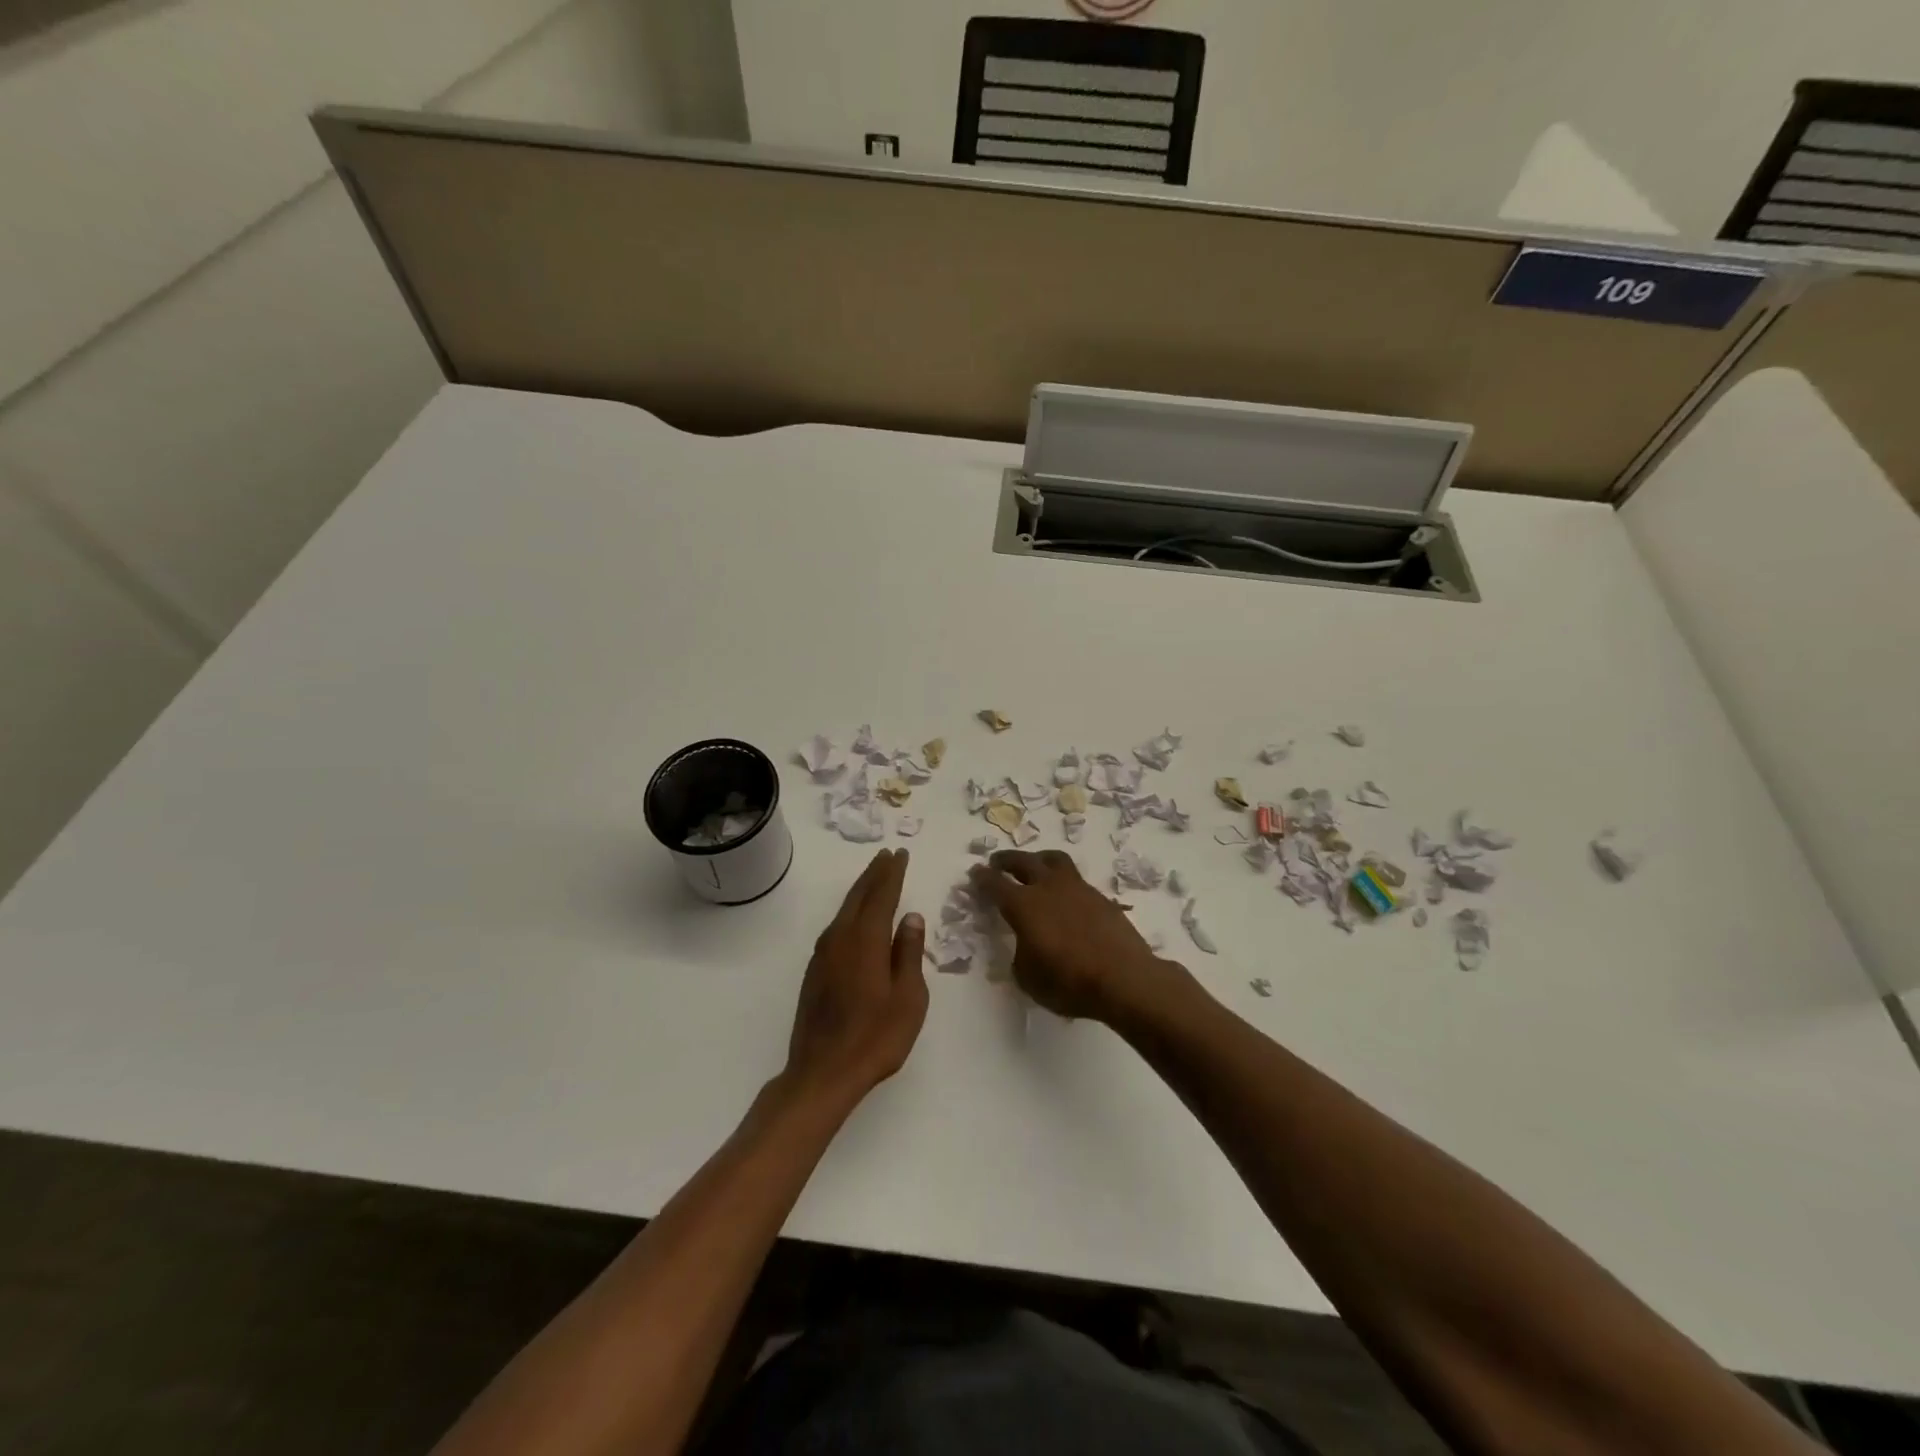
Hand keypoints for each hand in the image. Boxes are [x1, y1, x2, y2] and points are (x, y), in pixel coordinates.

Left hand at [783, 848, 927, 1109]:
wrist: (822, 1072)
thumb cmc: (876, 1037)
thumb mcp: (909, 997)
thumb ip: (909, 953)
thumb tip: (911, 918)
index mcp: (866, 939)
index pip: (882, 895)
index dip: (892, 873)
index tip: (900, 854)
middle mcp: (841, 938)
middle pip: (859, 896)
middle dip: (874, 874)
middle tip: (887, 856)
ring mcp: (823, 954)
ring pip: (844, 910)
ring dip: (860, 890)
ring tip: (874, 877)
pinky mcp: (815, 971)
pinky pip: (836, 926)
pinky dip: (850, 911)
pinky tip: (855, 917)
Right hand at [969, 850, 1164, 1020]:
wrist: (1124, 978)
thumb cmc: (1069, 982)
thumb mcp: (1029, 978)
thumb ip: (1020, 955)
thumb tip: (1026, 945)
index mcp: (1024, 905)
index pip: (996, 884)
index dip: (982, 878)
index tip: (975, 872)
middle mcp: (1048, 888)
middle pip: (1023, 861)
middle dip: (1007, 860)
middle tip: (997, 861)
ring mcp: (1078, 889)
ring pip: (1054, 860)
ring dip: (1038, 859)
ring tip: (1034, 865)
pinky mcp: (1101, 898)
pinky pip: (1076, 880)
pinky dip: (1064, 882)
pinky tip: (1065, 896)